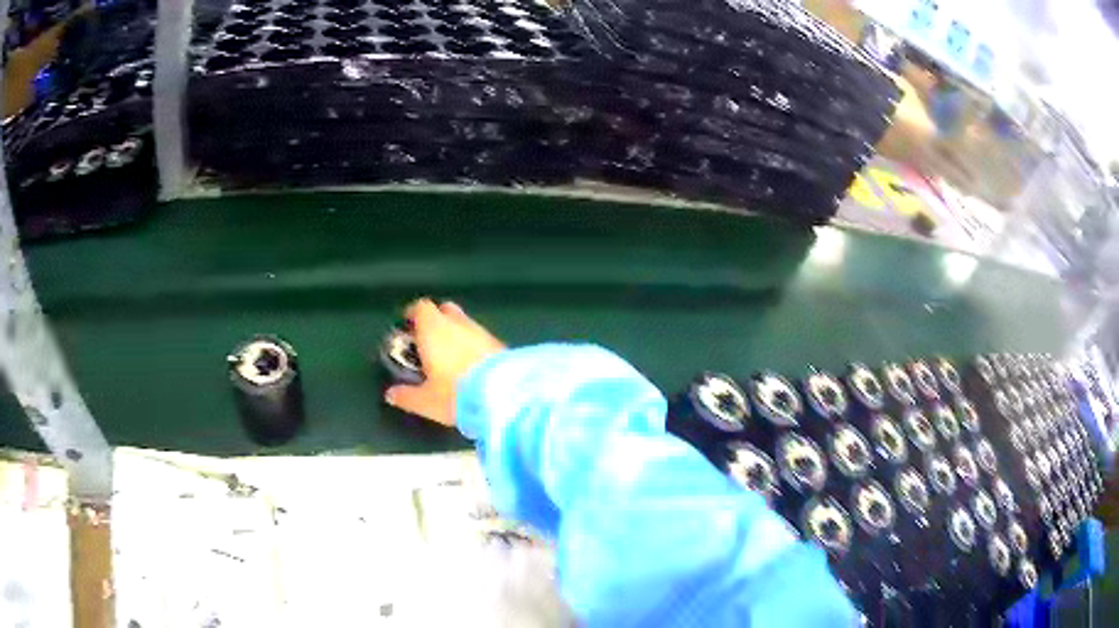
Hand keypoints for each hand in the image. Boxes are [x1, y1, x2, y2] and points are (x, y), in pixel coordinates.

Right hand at [385, 298, 505, 425]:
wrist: (506, 395)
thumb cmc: (456, 393)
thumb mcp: (426, 401)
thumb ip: (406, 396)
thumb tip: (391, 394)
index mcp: (434, 329)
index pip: (421, 307)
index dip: (414, 314)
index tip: (407, 325)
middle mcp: (458, 323)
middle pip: (445, 310)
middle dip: (436, 321)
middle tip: (428, 341)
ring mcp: (482, 331)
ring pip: (465, 324)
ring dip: (456, 334)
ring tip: (450, 357)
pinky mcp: (501, 344)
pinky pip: (481, 338)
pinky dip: (473, 346)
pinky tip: (472, 366)